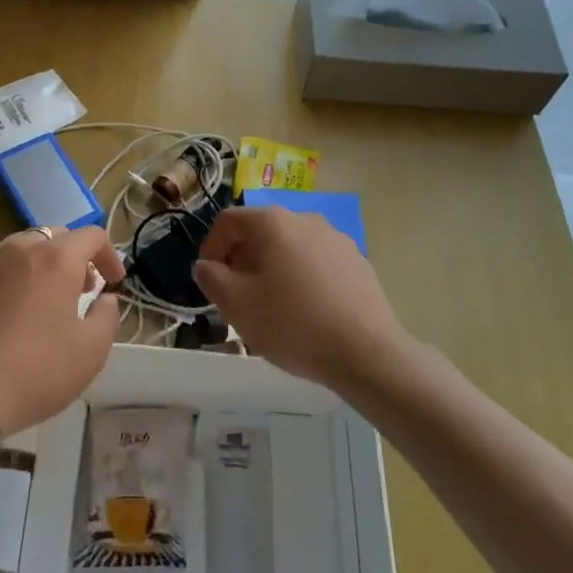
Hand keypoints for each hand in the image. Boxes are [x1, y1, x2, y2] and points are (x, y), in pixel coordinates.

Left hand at [0, 226, 126, 438]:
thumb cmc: (37, 370)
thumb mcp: (91, 351)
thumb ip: (108, 316)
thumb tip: (105, 300)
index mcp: (57, 258)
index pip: (92, 235)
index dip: (109, 255)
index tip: (114, 283)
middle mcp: (21, 249)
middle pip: (56, 236)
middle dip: (76, 257)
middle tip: (83, 290)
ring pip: (24, 248)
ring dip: (43, 264)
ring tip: (47, 299)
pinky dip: (15, 278)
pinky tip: (14, 313)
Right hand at [194, 205, 408, 391]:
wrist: (367, 353)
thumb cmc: (292, 324)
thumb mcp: (236, 305)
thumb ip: (211, 278)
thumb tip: (206, 265)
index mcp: (273, 222)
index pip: (228, 221)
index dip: (211, 247)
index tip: (209, 279)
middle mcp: (306, 219)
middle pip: (261, 232)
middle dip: (242, 260)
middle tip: (237, 296)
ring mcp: (336, 240)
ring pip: (290, 248)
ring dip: (272, 270)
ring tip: (271, 307)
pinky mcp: (357, 262)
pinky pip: (316, 263)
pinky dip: (301, 278)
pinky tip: (305, 312)